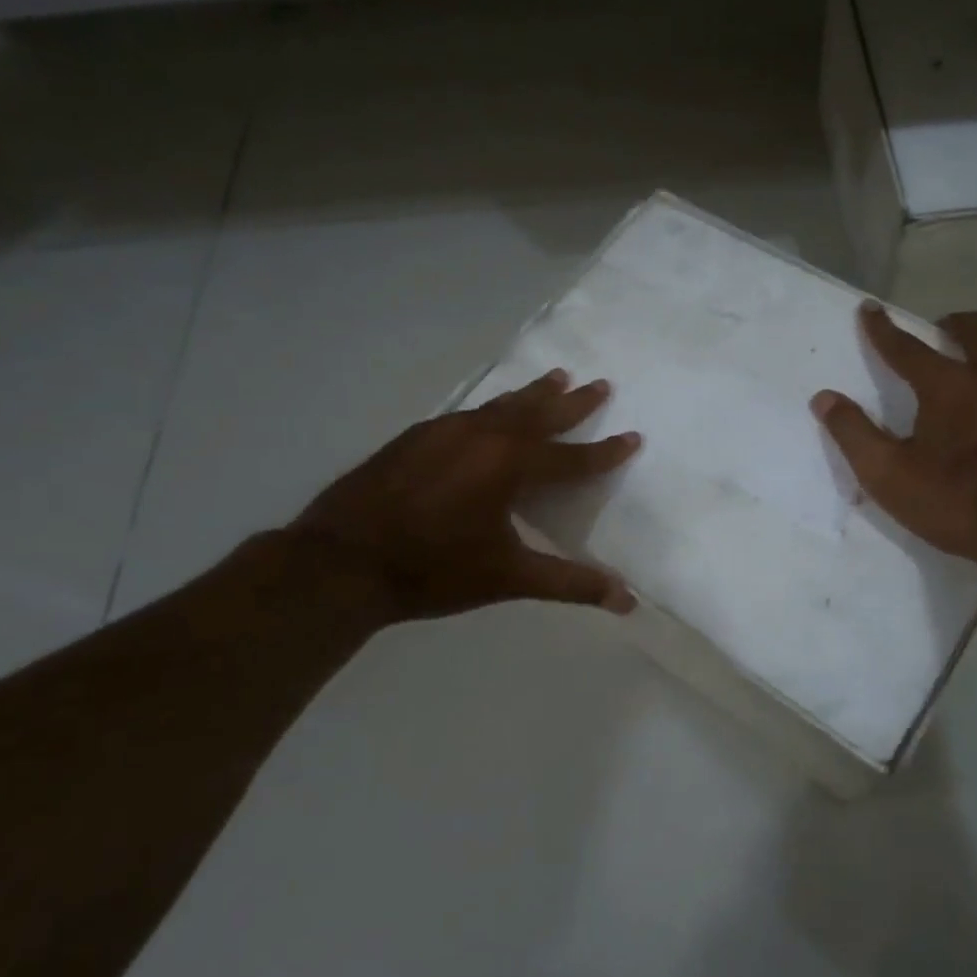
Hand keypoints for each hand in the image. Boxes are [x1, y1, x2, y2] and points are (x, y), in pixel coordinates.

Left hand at [290, 370, 641, 622]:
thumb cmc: (434, 570)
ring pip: (501, 405)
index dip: (605, 452)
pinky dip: (492, 408)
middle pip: (539, 414)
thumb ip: (569, 583)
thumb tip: (627, 600)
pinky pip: (468, 413)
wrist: (342, 561)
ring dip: (532, 394)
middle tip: (600, 383)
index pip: (572, 458)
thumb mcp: (508, 578)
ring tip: (555, 376)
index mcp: (510, 466)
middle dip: (573, 402)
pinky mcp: (415, 437)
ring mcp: (444, 431)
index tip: (633, 437)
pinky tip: (487, 414)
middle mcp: (482, 436)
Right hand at [811, 305, 976, 586]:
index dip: (882, 328)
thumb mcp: (889, 477)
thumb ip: (853, 434)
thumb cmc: (959, 505)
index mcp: (947, 387)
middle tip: (942, 332)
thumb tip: (823, 397)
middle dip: (953, 323)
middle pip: (976, 327)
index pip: (905, 348)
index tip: (870, 309)